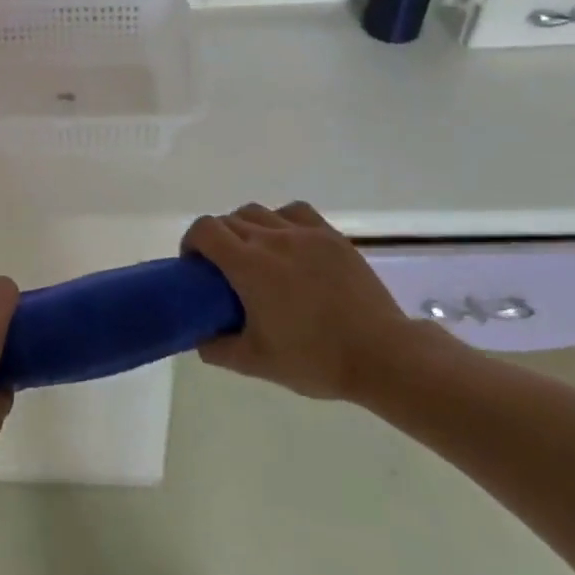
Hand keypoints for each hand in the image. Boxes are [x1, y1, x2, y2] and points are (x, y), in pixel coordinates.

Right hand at [184, 202, 436, 399]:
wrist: (382, 356)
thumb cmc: (315, 359)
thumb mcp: (256, 363)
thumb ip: (217, 348)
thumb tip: (198, 338)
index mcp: (248, 265)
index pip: (204, 230)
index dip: (192, 242)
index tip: (195, 266)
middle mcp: (272, 238)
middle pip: (229, 220)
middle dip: (217, 239)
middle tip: (224, 270)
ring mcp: (304, 233)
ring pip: (259, 212)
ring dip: (246, 227)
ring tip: (256, 254)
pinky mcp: (331, 236)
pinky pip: (294, 212)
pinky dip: (281, 220)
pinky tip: (289, 242)